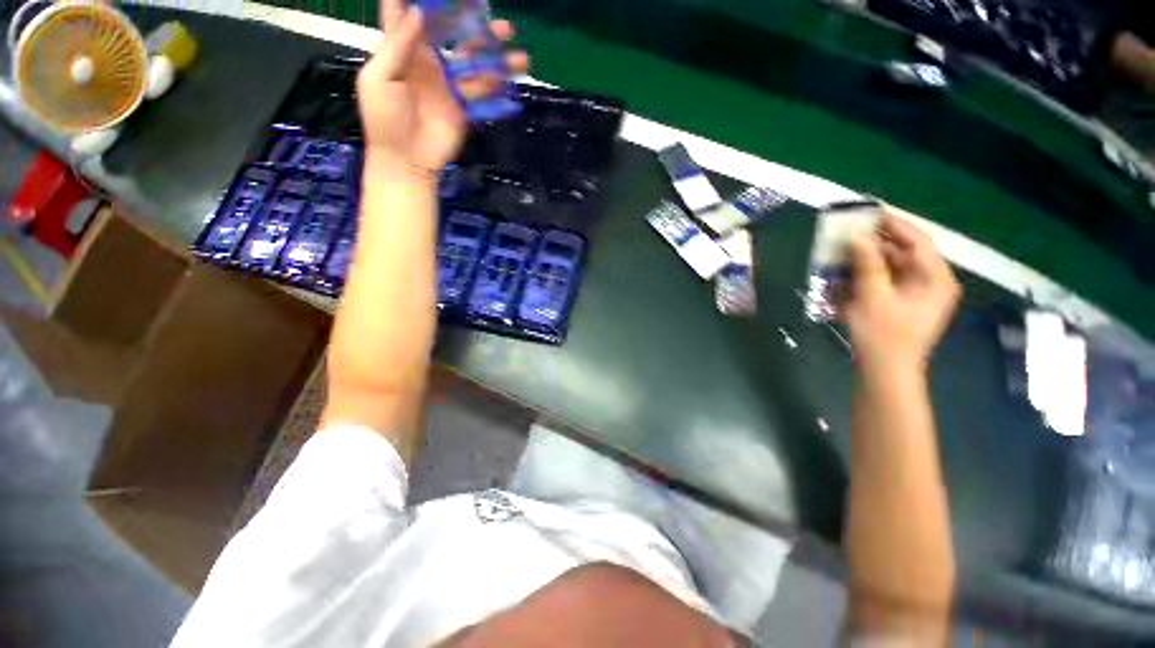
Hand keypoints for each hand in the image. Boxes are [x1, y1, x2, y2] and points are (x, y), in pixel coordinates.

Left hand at [356, 0, 529, 174]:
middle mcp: (431, 63)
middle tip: (503, 25)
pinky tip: (509, 87)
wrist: (406, 160)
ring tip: (520, 58)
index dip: (428, 2)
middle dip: (477, 27)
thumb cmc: (384, 118)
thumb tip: (417, 10)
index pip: (414, 16)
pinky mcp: (464, 110)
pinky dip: (497, 93)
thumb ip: (398, 45)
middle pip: (456, 37)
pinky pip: (483, 98)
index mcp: (405, 50)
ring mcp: (450, 88)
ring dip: (498, 61)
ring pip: (477, 67)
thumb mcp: (380, 77)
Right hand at [846, 212, 960, 372]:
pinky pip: (884, 283)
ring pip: (891, 268)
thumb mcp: (873, 297)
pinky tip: (844, 278)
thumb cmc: (883, 335)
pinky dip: (865, 278)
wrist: (885, 372)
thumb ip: (867, 265)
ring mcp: (916, 295)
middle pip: (904, 254)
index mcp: (935, 278)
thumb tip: (857, 238)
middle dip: (874, 245)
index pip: (918, 241)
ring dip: (866, 262)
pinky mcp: (901, 304)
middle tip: (848, 235)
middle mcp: (931, 282)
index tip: (869, 214)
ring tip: (841, 255)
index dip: (894, 225)